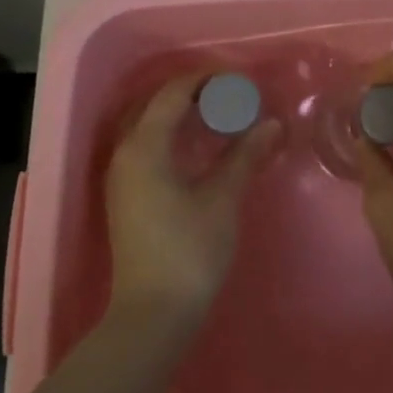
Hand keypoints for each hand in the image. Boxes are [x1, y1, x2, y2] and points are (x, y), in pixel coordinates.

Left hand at [105, 74, 280, 326]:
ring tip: (218, 113)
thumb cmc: (189, 251)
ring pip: (148, 124)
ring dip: (180, 112)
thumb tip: (272, 124)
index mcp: (145, 147)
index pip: (173, 93)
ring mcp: (121, 175)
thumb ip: (245, 155)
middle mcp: (125, 153)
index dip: (206, 79)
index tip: (240, 80)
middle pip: (156, 104)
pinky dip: (171, 133)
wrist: (153, 313)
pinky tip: (198, 144)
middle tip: (232, 94)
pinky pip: (146, 144)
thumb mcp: (222, 199)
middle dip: (193, 92)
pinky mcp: (126, 194)